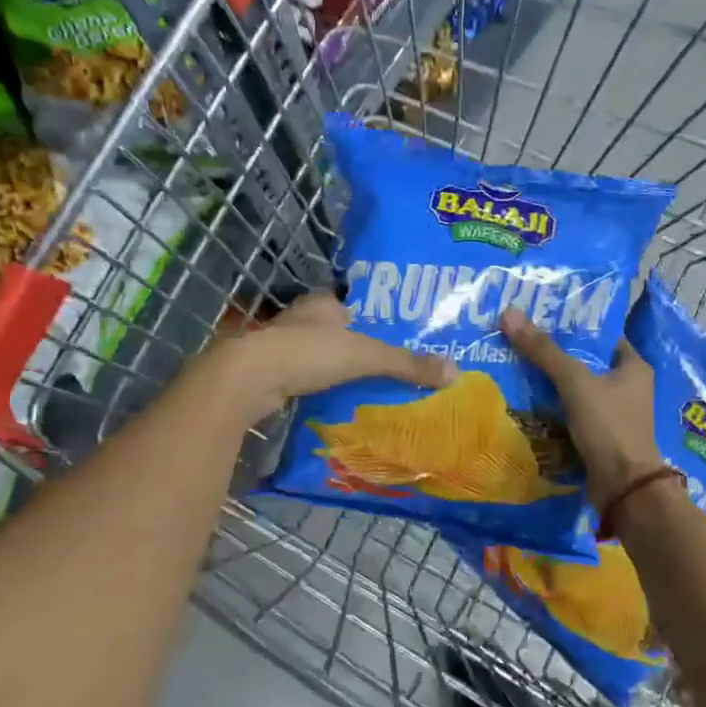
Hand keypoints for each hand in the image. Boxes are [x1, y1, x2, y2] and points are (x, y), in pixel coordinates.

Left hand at [213, 291, 452, 419]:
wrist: (250, 379)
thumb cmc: (309, 354)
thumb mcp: (367, 357)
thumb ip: (407, 364)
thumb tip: (455, 372)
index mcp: (320, 305)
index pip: (344, 304)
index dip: (361, 317)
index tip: (380, 335)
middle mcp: (297, 320)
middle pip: (328, 330)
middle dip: (346, 345)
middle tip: (374, 366)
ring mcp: (277, 347)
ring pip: (310, 355)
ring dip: (327, 369)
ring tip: (356, 387)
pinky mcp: (266, 374)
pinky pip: (296, 378)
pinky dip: (310, 388)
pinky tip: (326, 402)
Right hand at [500, 307, 664, 509]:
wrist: (623, 487)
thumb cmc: (609, 426)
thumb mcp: (575, 382)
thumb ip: (544, 351)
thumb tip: (509, 313)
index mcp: (633, 366)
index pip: (601, 335)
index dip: (573, 325)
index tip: (541, 316)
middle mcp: (628, 386)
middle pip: (585, 361)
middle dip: (555, 353)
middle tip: (520, 338)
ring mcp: (613, 413)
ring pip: (576, 388)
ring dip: (551, 381)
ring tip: (515, 363)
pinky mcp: (599, 434)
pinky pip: (572, 412)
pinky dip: (552, 406)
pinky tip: (525, 398)